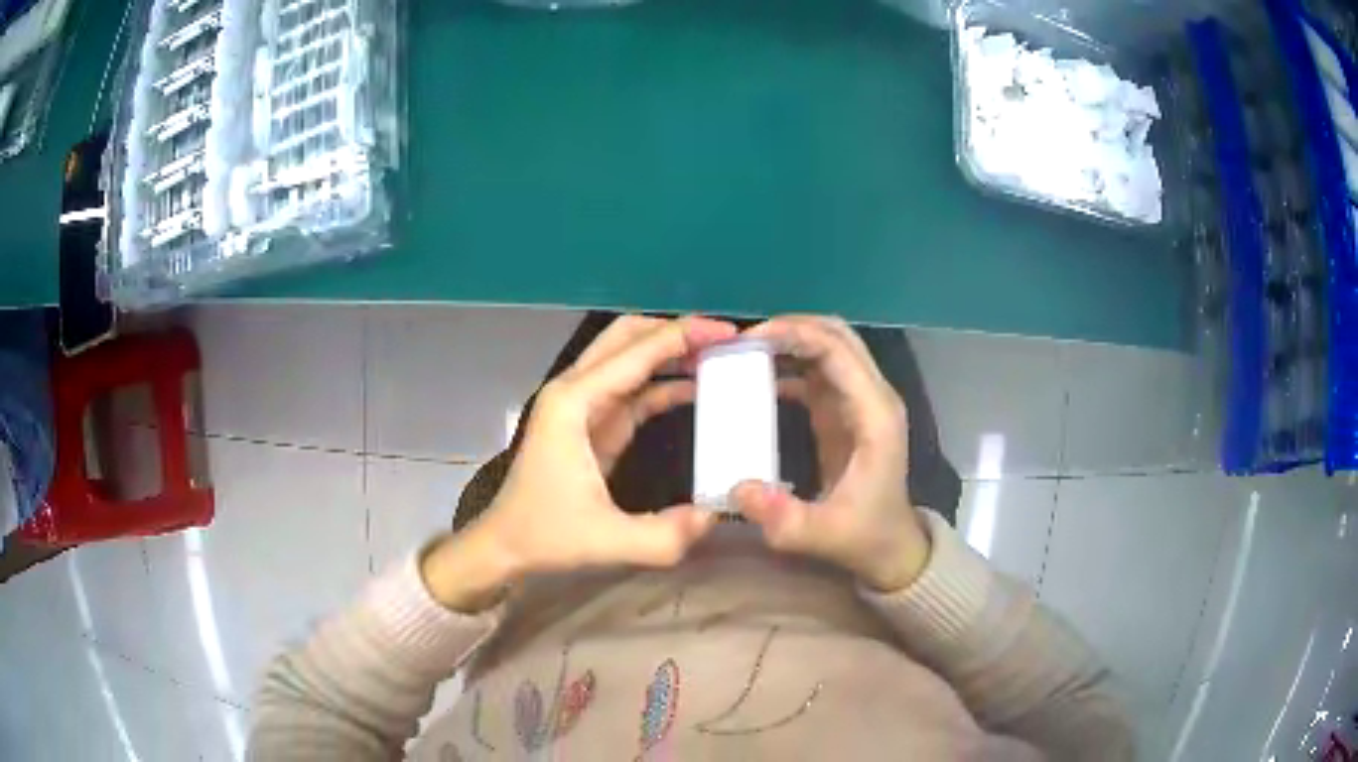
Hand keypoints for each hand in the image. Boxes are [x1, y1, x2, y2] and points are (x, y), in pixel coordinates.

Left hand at [422, 316, 735, 610]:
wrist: (505, 546)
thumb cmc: (545, 536)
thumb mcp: (607, 542)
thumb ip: (664, 535)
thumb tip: (714, 515)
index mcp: (573, 403)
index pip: (636, 352)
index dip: (684, 336)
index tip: (729, 333)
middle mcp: (575, 391)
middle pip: (628, 337)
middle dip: (677, 332)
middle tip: (726, 341)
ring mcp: (582, 406)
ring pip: (631, 359)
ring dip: (673, 353)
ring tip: (721, 359)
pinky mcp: (592, 424)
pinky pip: (634, 390)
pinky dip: (665, 384)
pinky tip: (698, 390)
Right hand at [731, 316, 929, 592]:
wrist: (889, 548)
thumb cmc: (862, 538)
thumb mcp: (821, 535)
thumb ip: (783, 517)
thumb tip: (738, 488)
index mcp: (875, 415)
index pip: (837, 351)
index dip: (794, 335)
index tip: (747, 340)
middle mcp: (873, 397)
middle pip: (836, 336)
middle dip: (789, 327)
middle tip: (740, 340)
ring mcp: (860, 402)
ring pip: (828, 347)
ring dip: (788, 340)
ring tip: (741, 351)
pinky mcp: (845, 412)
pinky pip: (817, 371)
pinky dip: (788, 363)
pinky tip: (753, 376)